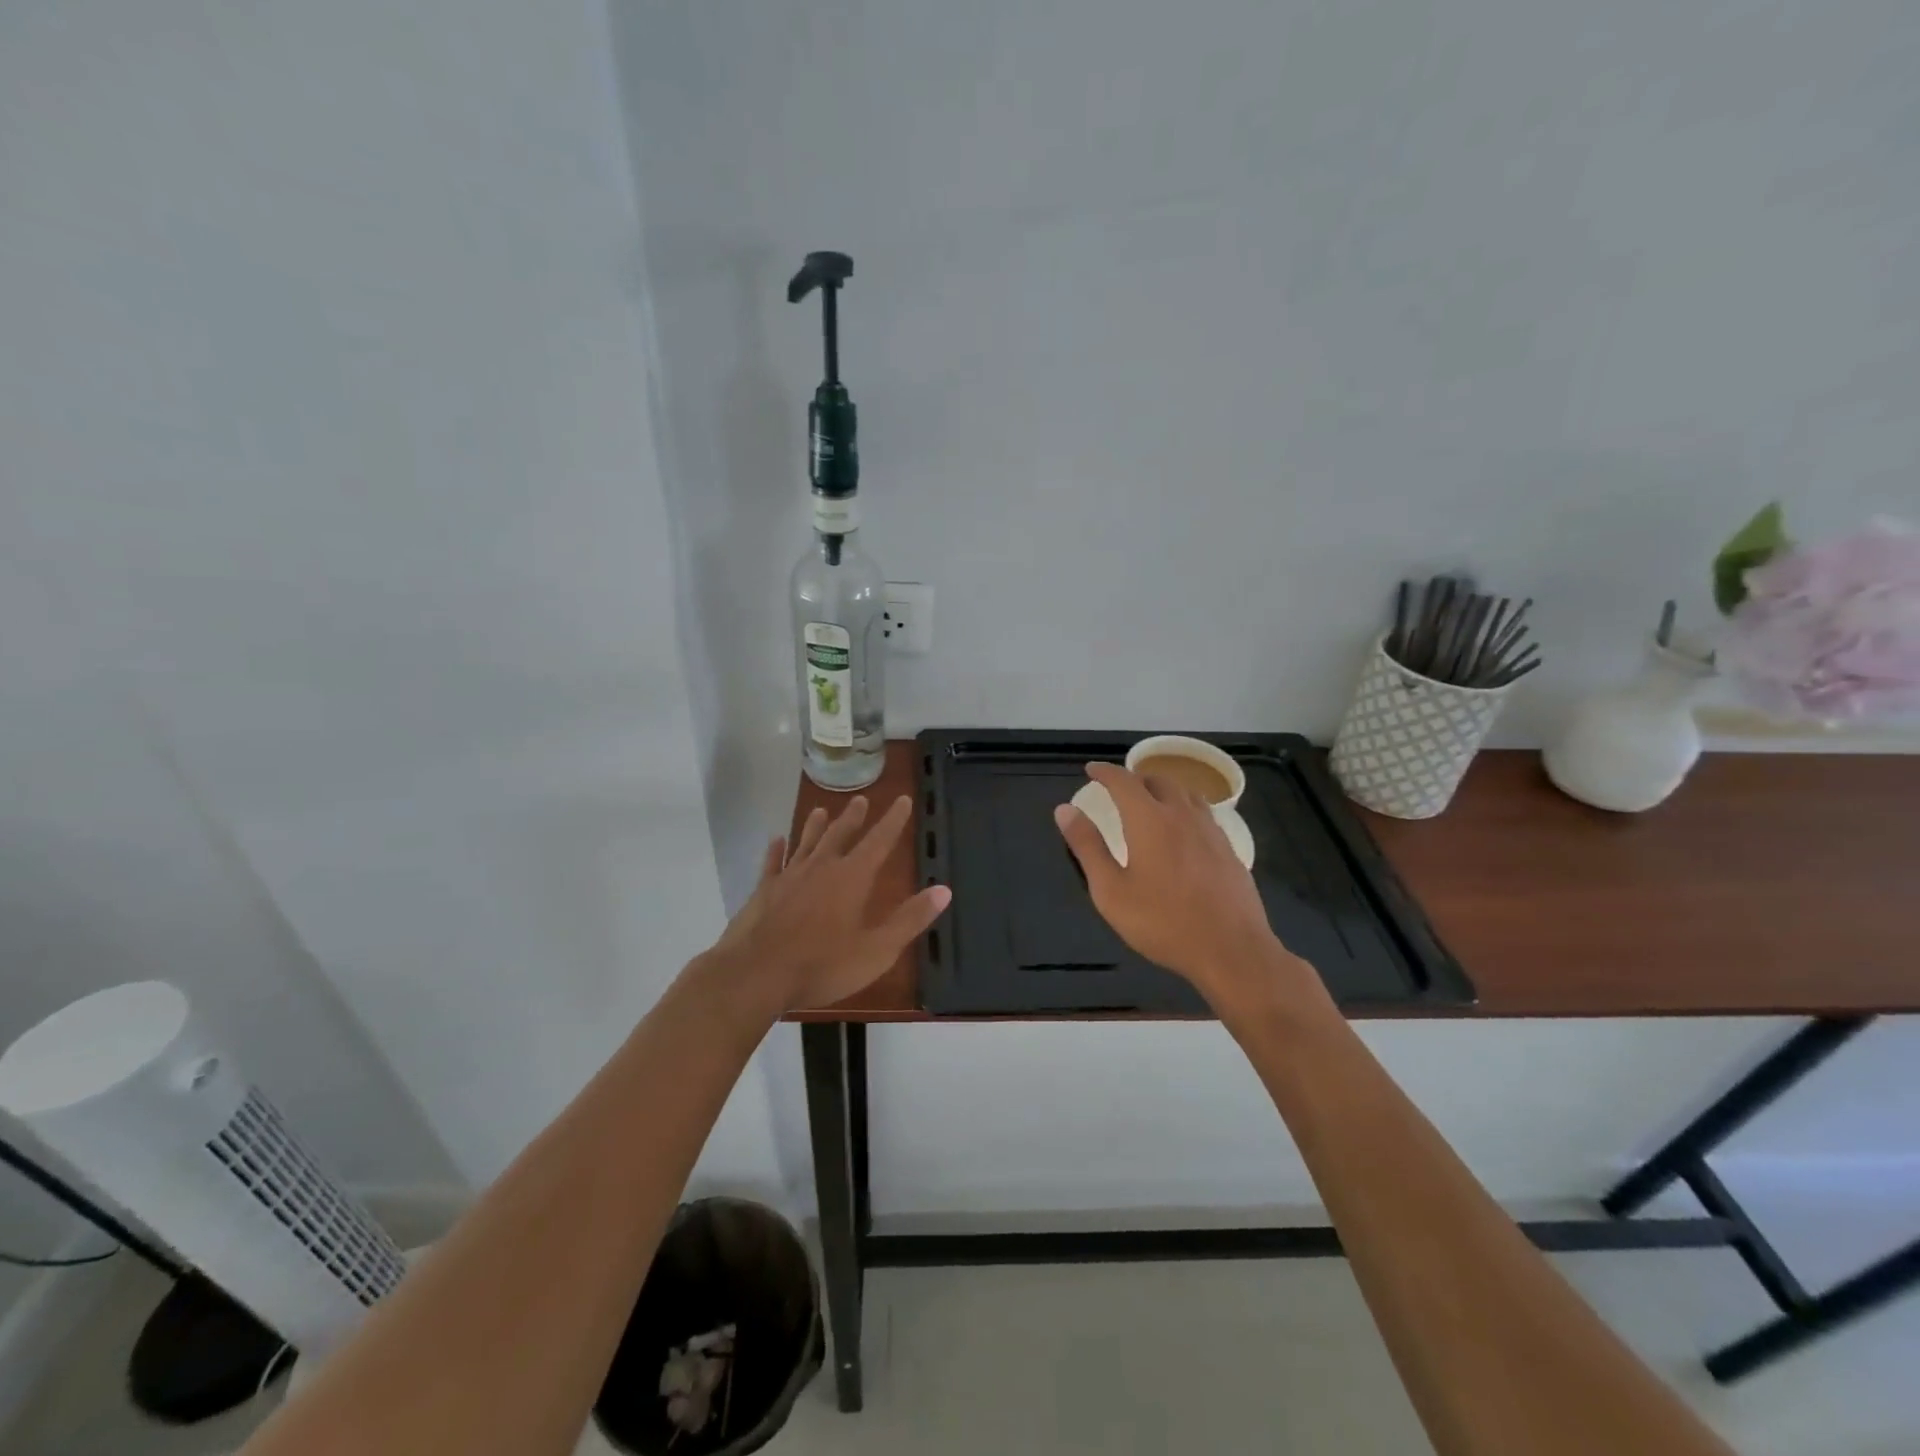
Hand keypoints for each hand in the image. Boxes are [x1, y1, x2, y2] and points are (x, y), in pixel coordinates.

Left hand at [706, 794, 950, 1014]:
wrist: (754, 975)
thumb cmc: (821, 965)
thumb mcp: (876, 950)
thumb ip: (909, 919)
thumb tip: (944, 890)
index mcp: (852, 879)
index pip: (879, 841)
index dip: (893, 821)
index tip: (903, 800)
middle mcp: (821, 868)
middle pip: (840, 835)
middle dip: (853, 817)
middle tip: (860, 799)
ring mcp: (789, 877)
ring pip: (806, 842)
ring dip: (815, 826)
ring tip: (820, 810)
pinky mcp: (763, 891)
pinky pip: (772, 862)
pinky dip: (776, 849)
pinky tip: (776, 839)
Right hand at [1054, 763, 1303, 1006]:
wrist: (1231, 950)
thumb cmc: (1162, 922)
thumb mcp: (1111, 891)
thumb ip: (1087, 847)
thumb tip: (1064, 810)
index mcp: (1149, 820)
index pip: (1124, 781)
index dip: (1105, 772)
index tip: (1091, 769)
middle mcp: (1182, 815)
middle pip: (1158, 780)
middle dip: (1135, 777)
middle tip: (1119, 787)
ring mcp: (1210, 830)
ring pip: (1185, 793)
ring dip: (1163, 788)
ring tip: (1151, 800)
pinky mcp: (1229, 848)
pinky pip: (1203, 813)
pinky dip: (1185, 807)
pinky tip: (1182, 829)